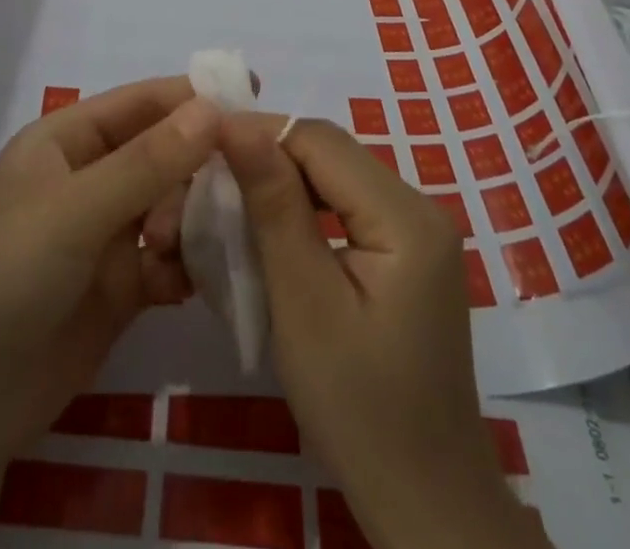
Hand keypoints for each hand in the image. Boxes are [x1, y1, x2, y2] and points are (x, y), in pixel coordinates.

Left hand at [0, 75, 216, 473]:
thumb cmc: (7, 277)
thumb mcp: (76, 210)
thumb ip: (148, 162)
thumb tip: (212, 109)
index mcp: (67, 140)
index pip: (141, 103)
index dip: (192, 95)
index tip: (252, 92)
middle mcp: (90, 178)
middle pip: (162, 153)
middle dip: (199, 163)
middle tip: (247, 177)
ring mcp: (105, 234)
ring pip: (170, 206)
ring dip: (192, 218)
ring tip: (191, 244)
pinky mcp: (119, 287)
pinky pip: (169, 260)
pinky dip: (186, 265)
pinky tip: (194, 282)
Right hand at [220, 113, 547, 548]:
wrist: (426, 502)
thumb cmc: (358, 409)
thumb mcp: (304, 303)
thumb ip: (275, 206)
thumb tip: (239, 125)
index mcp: (406, 216)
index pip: (322, 142)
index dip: (261, 133)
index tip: (203, 143)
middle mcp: (420, 207)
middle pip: (332, 156)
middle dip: (270, 158)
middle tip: (210, 175)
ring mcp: (418, 232)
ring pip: (336, 178)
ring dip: (284, 183)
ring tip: (232, 198)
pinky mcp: (407, 255)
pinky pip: (347, 208)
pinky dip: (306, 210)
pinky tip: (273, 230)